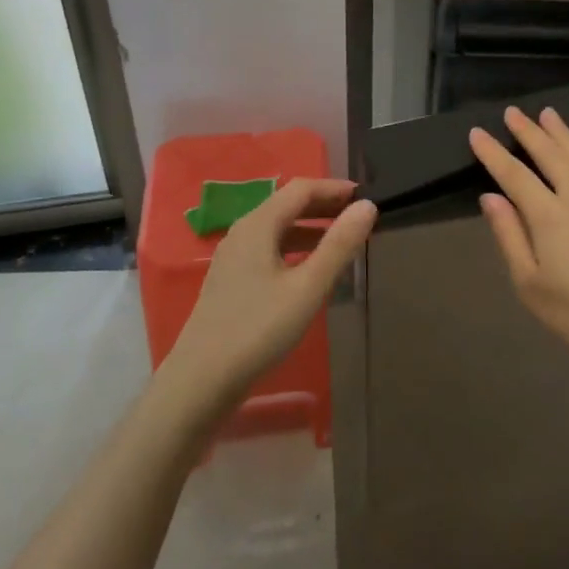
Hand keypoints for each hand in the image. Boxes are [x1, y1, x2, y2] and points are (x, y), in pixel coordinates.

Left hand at [164, 179, 376, 411]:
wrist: (201, 380)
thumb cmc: (258, 329)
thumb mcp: (308, 287)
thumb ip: (339, 245)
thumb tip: (368, 206)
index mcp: (258, 225)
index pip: (301, 189)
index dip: (334, 188)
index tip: (365, 196)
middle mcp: (242, 232)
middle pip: (287, 205)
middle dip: (324, 206)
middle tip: (358, 216)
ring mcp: (233, 257)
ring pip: (277, 228)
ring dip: (311, 228)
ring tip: (341, 241)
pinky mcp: (231, 280)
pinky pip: (268, 249)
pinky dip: (294, 248)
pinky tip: (309, 270)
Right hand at [470, 107, 568, 397]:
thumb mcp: (531, 285)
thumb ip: (510, 236)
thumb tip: (490, 197)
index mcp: (549, 216)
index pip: (514, 175)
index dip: (493, 153)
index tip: (477, 133)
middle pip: (550, 156)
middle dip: (528, 132)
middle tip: (513, 112)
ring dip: (564, 135)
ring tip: (549, 113)